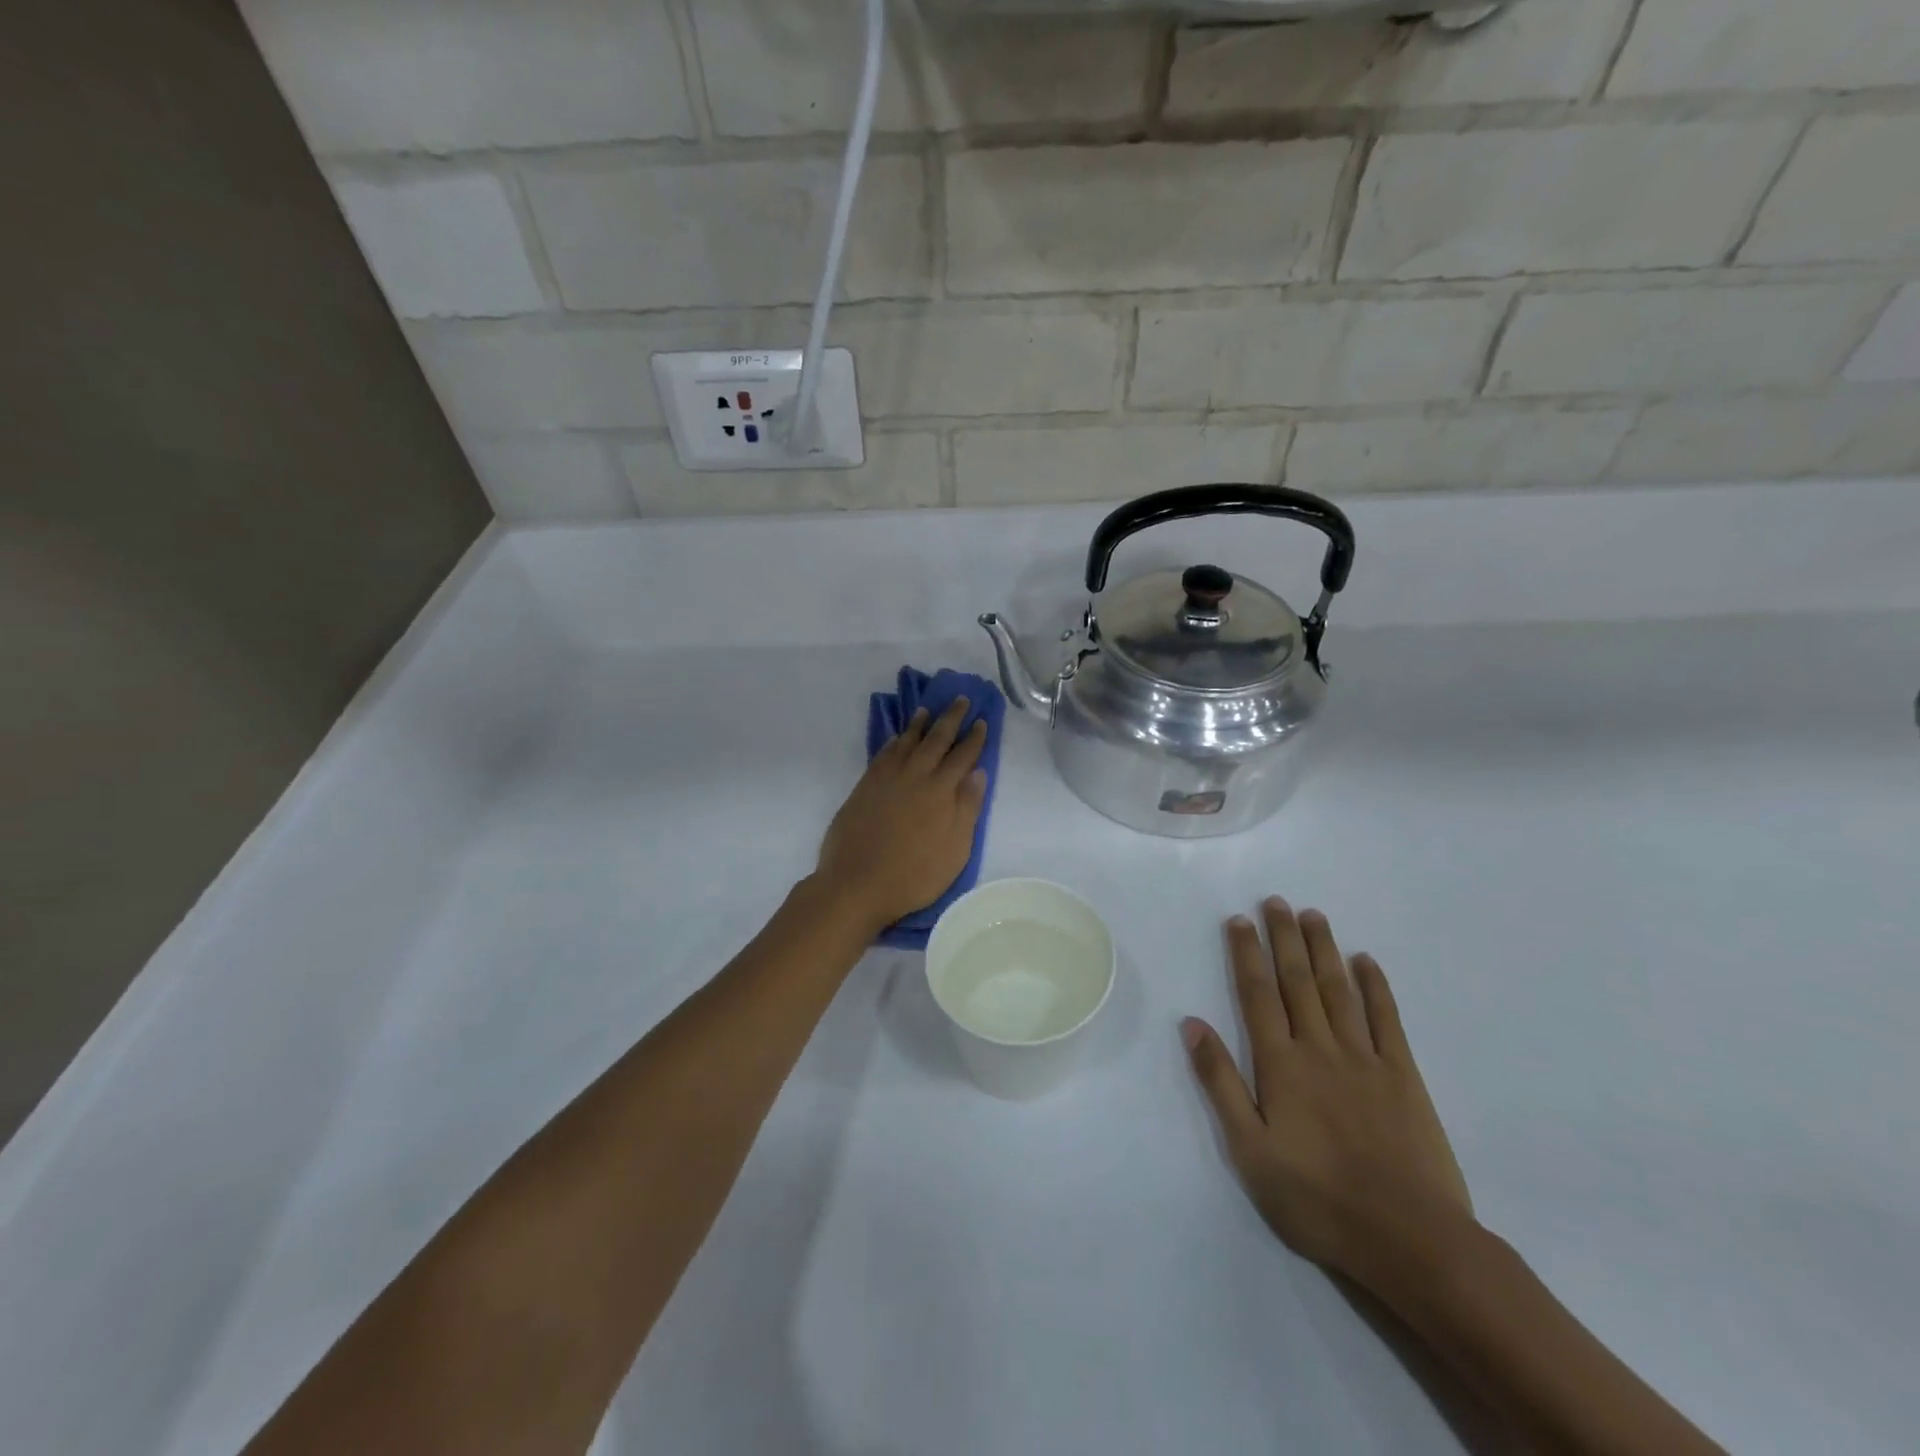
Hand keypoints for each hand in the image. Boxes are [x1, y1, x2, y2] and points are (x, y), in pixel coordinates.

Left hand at [815, 698, 988, 931]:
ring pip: (907, 742)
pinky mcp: (865, 786)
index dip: (974, 737)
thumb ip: (967, 808)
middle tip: (960, 699)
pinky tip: (897, 738)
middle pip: (936, 739)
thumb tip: (978, 772)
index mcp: (941, 790)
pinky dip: (893, 741)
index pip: (963, 756)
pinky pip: (883, 754)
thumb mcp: (955, 849)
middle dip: (950, 718)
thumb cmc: (914, 874)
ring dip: (919, 724)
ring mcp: (886, 779)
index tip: (981, 720)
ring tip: (926, 710)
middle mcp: (915, 776)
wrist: (857, 883)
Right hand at [1183, 897, 1473, 1288]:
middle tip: (1275, 901)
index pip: (1257, 994)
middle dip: (1283, 937)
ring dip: (1322, 949)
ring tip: (1312, 915)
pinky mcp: (1403, 1076)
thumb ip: (1220, 1082)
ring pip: (1338, 989)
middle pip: (1297, 981)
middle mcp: (1319, 1048)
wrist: (1410, 1239)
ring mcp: (1365, 1058)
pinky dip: (1376, 986)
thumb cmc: (1316, 1199)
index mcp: (1280, 1064)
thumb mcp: (1249, 1149)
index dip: (1246, 953)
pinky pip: (1386, 1020)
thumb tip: (1192, 1024)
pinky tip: (1366, 961)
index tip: (1238, 920)